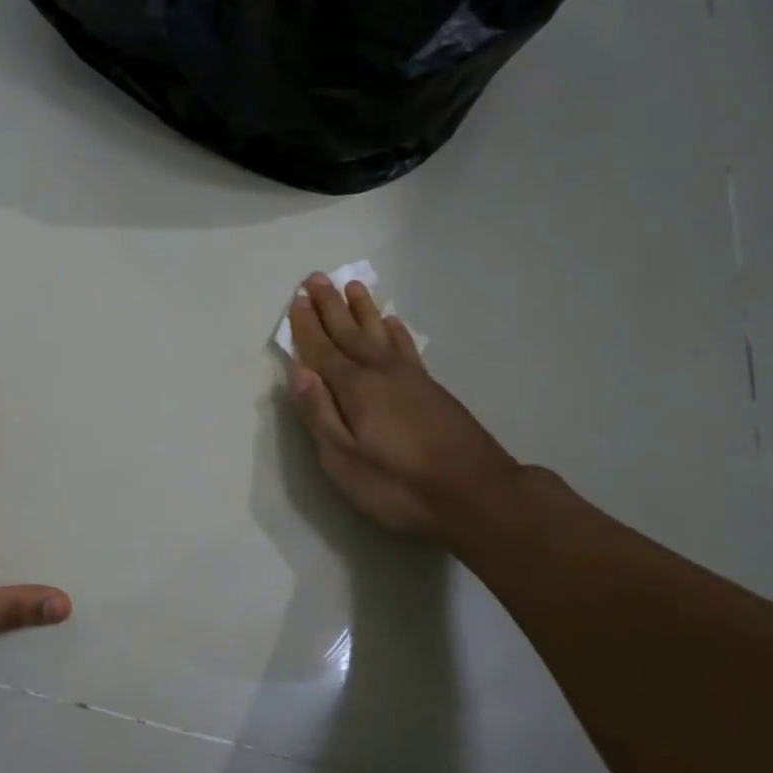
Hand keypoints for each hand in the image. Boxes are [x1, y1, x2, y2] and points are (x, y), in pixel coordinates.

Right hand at [286, 274, 521, 547]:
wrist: (477, 494)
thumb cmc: (399, 485)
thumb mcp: (345, 460)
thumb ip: (319, 414)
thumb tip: (299, 372)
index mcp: (355, 389)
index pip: (322, 350)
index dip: (306, 326)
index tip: (295, 300)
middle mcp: (381, 372)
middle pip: (350, 332)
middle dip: (330, 306)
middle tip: (316, 278)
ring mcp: (410, 378)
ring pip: (380, 333)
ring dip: (364, 310)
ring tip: (353, 286)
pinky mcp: (432, 389)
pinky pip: (406, 347)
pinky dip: (396, 332)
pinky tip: (393, 322)